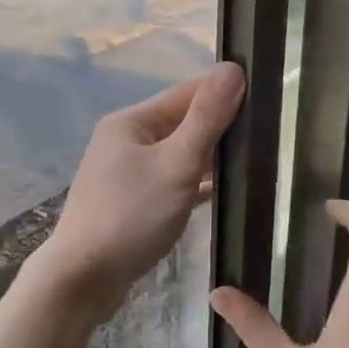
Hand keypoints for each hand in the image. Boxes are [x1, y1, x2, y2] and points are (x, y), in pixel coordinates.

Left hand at [42, 62, 246, 326]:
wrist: (82, 280)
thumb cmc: (130, 216)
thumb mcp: (176, 164)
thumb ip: (206, 119)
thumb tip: (233, 68)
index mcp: (131, 122)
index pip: (187, 93)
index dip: (224, 91)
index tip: (265, 94)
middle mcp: (125, 140)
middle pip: (182, 123)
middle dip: (220, 126)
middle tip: (267, 131)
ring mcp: (126, 173)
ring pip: (177, 154)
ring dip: (209, 156)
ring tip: (253, 158)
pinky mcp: (131, 202)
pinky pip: (171, 181)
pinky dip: (195, 183)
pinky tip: (224, 191)